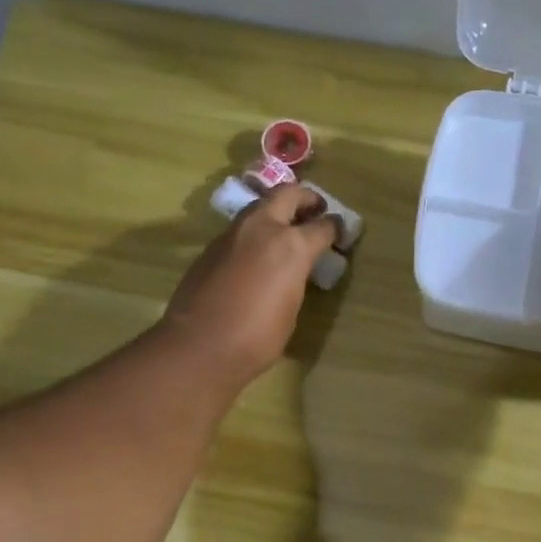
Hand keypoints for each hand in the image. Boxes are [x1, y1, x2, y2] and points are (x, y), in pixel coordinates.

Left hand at [162, 183, 339, 386]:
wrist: (199, 346)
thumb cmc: (257, 338)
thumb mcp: (290, 309)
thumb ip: (295, 279)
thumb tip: (292, 271)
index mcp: (291, 245)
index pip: (322, 226)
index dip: (335, 229)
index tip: (340, 232)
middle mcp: (262, 228)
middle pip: (288, 195)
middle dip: (305, 199)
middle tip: (315, 210)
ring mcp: (232, 234)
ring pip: (259, 208)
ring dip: (276, 212)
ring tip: (286, 231)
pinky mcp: (211, 247)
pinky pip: (239, 230)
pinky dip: (254, 234)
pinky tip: (256, 255)